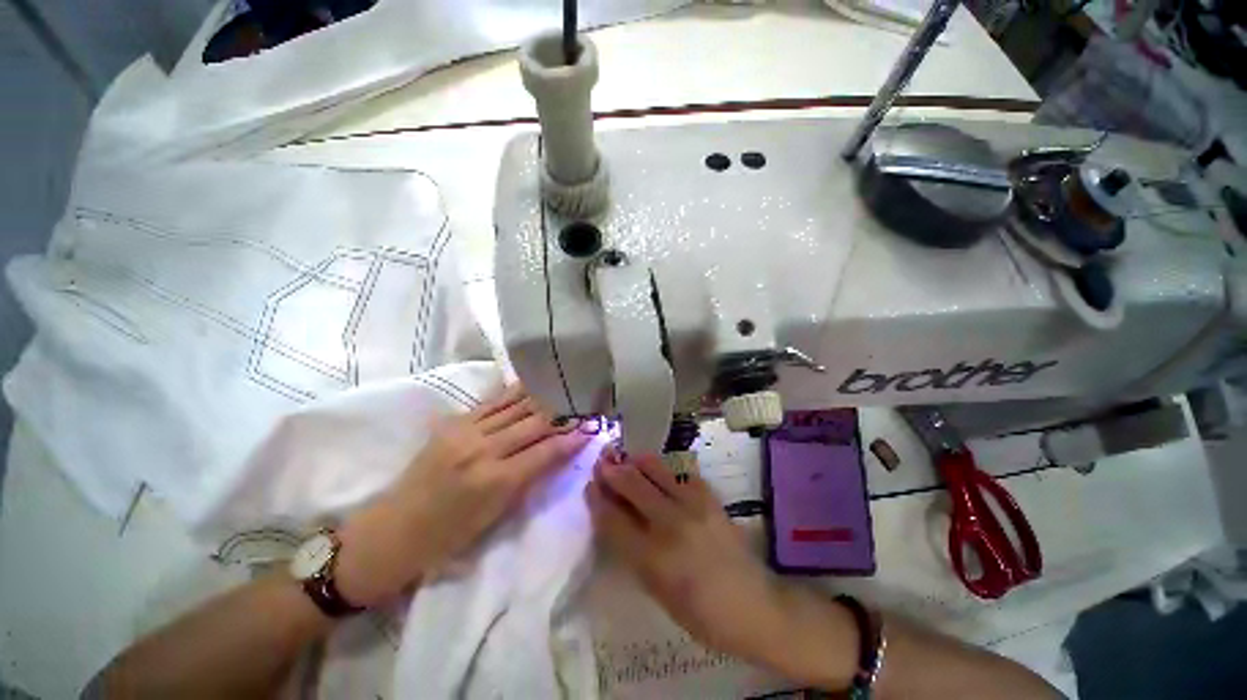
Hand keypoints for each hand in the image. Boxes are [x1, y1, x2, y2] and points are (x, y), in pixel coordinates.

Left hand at [333, 385, 588, 606]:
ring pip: (515, 407)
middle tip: (582, 405)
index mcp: (495, 481)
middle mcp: (482, 449)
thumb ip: (528, 479)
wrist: (391, 531)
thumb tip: (556, 453)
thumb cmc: (447, 537)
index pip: (545, 452)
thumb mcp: (495, 517)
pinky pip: (492, 403)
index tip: (590, 429)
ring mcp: (465, 431)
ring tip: (563, 389)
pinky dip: (515, 394)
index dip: (571, 439)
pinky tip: (531, 385)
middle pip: (534, 423)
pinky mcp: (453, 423)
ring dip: (543, 398)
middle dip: (563, 414)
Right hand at [585, 452, 789, 660]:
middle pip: (631, 484)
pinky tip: (659, 470)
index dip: (597, 498)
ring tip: (626, 458)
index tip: (590, 486)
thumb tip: (614, 519)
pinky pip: (681, 473)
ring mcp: (693, 505)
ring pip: (655, 470)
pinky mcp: (710, 497)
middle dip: (611, 470)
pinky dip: (665, 468)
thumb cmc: (701, 614)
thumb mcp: (657, 592)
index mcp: (652, 557)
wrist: (753, 606)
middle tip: (603, 462)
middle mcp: (670, 523)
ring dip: (636, 461)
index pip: (613, 518)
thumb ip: (633, 552)